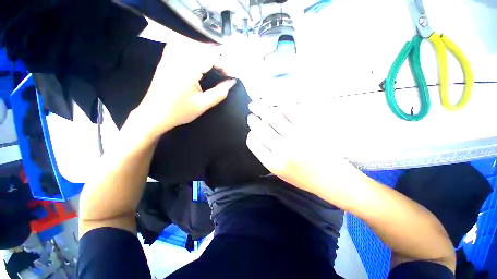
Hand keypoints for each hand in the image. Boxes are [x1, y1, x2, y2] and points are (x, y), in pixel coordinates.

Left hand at [131, 43, 235, 138]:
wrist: (154, 114)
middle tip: (223, 72)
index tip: (229, 76)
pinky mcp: (166, 59)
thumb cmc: (179, 112)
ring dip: (206, 53)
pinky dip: (193, 50)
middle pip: (202, 48)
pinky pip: (181, 46)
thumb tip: (231, 82)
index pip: (210, 57)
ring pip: (192, 44)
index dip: (223, 65)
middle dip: (216, 58)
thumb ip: (219, 93)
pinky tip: (197, 59)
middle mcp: (178, 58)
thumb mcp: (203, 104)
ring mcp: (169, 56)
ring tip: (214, 66)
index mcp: (187, 69)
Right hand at [246, 101, 353, 193]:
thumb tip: (258, 139)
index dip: (250, 135)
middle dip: (252, 119)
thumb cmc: (305, 179)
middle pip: (260, 128)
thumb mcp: (281, 174)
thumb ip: (268, 158)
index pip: (253, 143)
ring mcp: (296, 136)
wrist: (333, 179)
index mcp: (273, 163)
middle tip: (251, 115)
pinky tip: (276, 104)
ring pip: (272, 116)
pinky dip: (281, 106)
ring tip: (257, 104)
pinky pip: (291, 111)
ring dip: (261, 108)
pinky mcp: (309, 128)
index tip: (251, 132)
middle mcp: (282, 149)